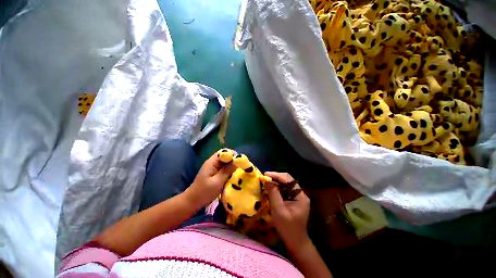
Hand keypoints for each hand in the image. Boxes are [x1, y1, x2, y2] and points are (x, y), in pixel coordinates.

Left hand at [185, 152, 235, 207]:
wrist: (192, 202)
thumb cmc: (204, 192)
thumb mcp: (217, 182)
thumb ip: (227, 171)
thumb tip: (237, 162)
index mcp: (212, 162)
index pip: (223, 152)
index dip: (232, 154)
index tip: (240, 161)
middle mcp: (213, 163)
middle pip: (225, 157)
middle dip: (233, 160)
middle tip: (242, 167)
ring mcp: (213, 169)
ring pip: (225, 163)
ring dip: (232, 166)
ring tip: (240, 171)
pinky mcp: (214, 174)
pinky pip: (224, 169)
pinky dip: (229, 171)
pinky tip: (234, 176)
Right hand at [265, 172, 310, 252]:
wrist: (295, 243)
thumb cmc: (287, 228)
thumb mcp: (278, 210)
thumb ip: (273, 194)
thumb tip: (267, 180)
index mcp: (300, 196)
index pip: (288, 179)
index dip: (276, 175)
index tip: (265, 175)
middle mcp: (300, 194)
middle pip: (287, 181)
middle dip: (275, 178)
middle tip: (264, 178)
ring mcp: (297, 197)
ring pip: (285, 185)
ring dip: (275, 183)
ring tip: (265, 182)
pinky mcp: (293, 201)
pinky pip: (284, 191)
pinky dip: (277, 189)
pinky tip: (270, 190)